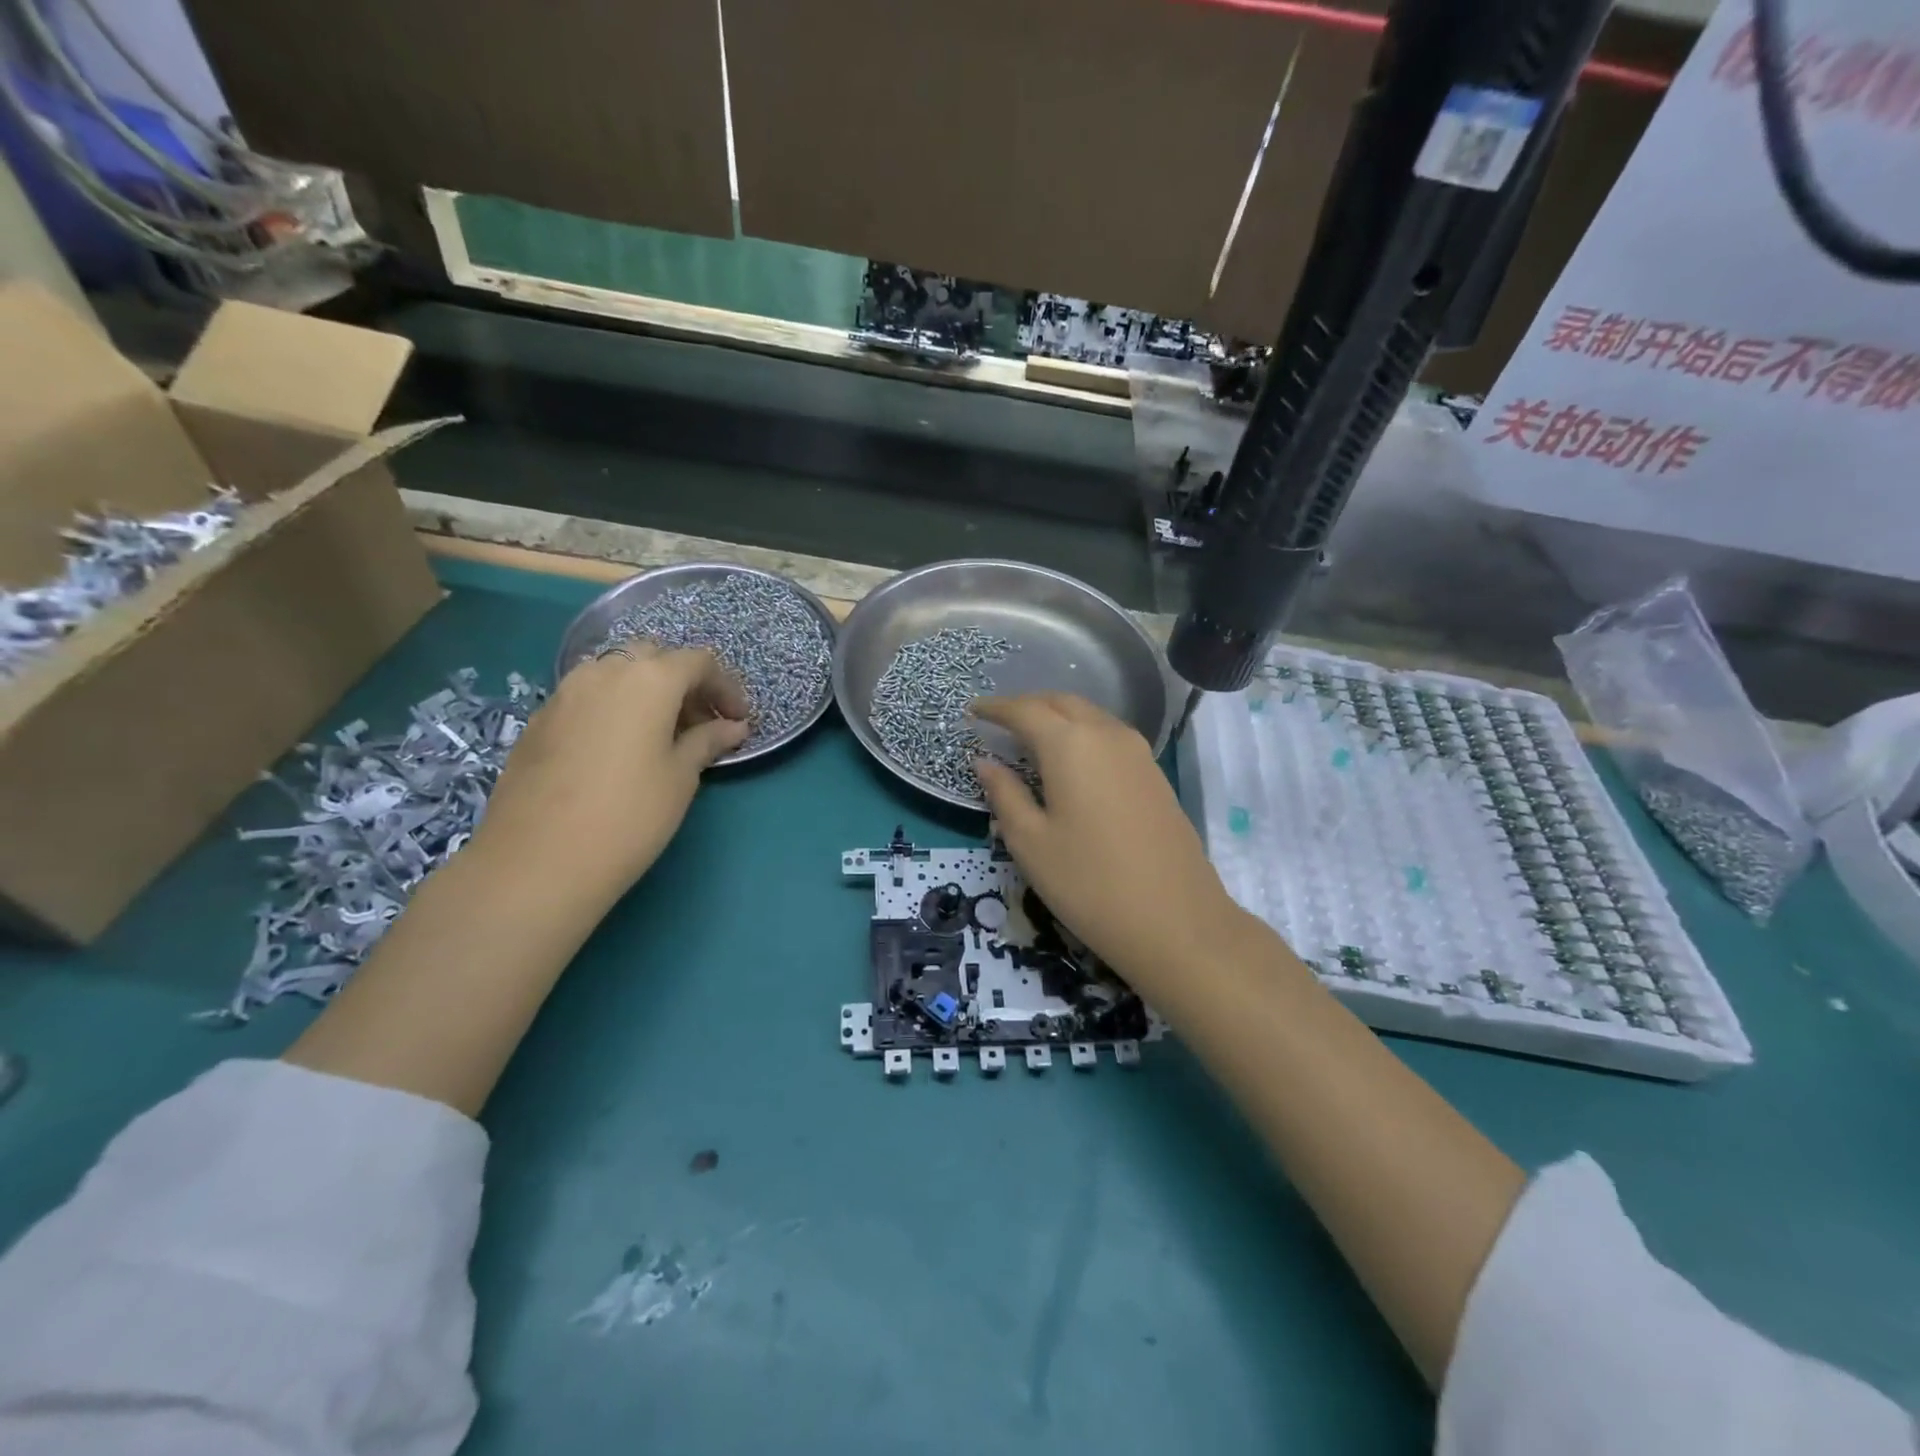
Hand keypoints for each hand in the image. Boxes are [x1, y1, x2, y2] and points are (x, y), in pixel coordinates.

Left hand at [474, 646, 749, 899]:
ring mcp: (565, 693)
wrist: (536, 862)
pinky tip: (620, 750)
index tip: (738, 721)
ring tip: (662, 737)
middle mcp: (604, 671)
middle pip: (654, 659)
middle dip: (684, 684)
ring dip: (647, 693)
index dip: (726, 687)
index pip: (698, 662)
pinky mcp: (540, 719)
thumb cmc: (628, 816)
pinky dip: (615, 709)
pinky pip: (589, 698)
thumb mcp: (681, 778)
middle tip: (701, 725)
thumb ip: (707, 741)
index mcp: (648, 679)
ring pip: (617, 674)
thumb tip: (733, 726)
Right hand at [970, 693, 1257, 994]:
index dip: (995, 708)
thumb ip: (1004, 794)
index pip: (1024, 710)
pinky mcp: (1155, 774)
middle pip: (1061, 703)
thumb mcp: (1031, 842)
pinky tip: (1072, 762)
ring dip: (1058, 718)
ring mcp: (1138, 752)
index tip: (972, 710)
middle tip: (1000, 722)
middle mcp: (1107, 734)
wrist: (1176, 921)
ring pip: (1090, 716)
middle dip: (1028, 706)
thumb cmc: (1089, 883)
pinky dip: (1083, 736)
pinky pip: (1110, 737)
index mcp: (1070, 744)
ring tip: (1032, 739)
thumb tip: (984, 762)